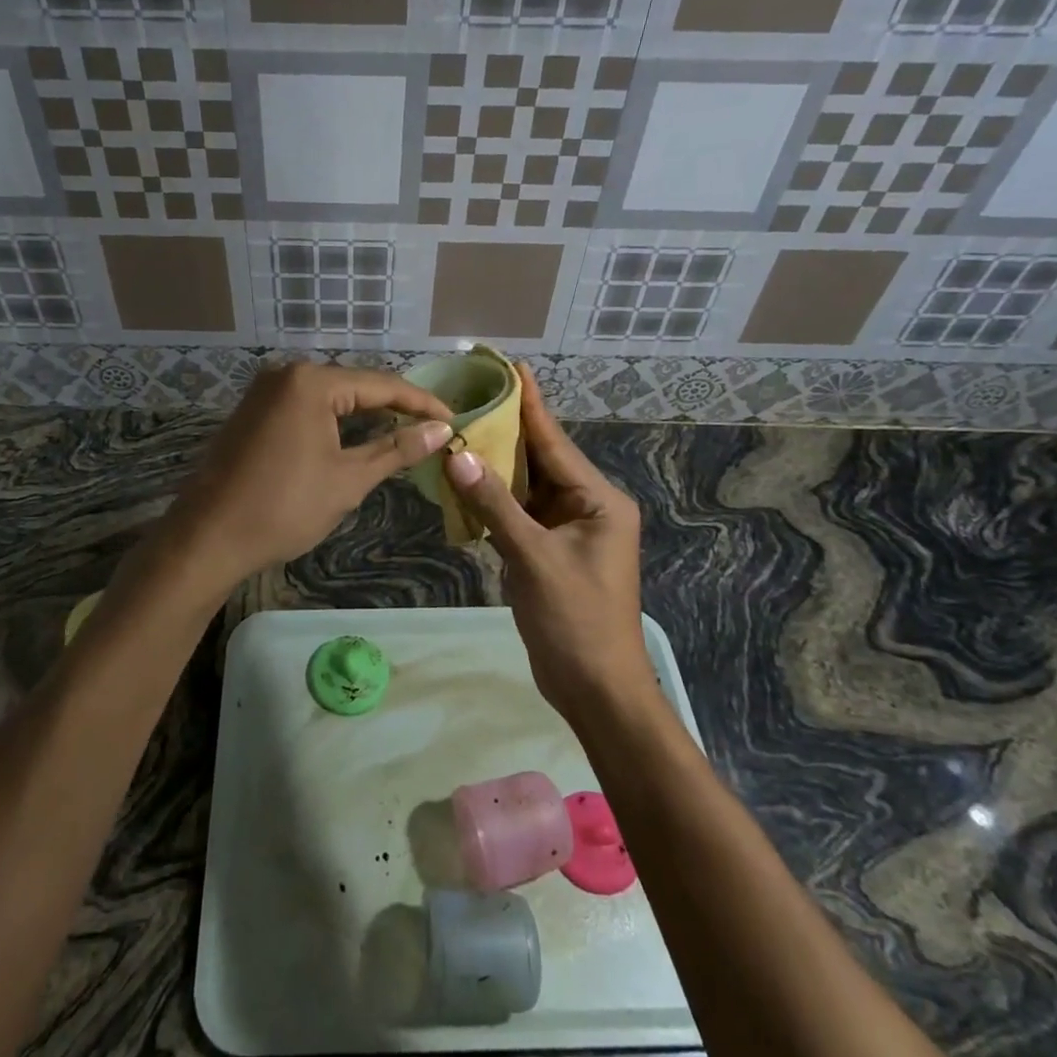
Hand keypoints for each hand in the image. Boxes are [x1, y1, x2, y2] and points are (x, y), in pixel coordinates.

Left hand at [163, 362, 452, 586]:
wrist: (209, 537)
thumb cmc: (284, 507)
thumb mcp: (348, 479)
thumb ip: (397, 449)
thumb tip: (442, 429)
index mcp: (311, 382)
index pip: (381, 384)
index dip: (421, 403)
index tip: (455, 419)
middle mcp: (286, 374)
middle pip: (355, 385)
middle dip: (394, 407)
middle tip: (433, 427)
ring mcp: (265, 391)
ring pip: (330, 397)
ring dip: (365, 415)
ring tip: (404, 433)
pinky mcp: (254, 411)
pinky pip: (306, 407)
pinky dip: (335, 421)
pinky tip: (358, 437)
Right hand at [442, 363, 650, 717]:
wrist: (596, 689)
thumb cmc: (576, 621)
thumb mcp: (534, 559)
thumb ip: (495, 505)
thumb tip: (457, 456)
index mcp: (599, 501)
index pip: (556, 442)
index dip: (531, 405)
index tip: (512, 367)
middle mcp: (587, 507)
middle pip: (541, 459)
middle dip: (506, 430)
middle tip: (472, 394)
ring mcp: (567, 531)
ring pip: (526, 487)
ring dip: (495, 465)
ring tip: (460, 428)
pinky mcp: (548, 552)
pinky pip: (518, 514)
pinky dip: (493, 499)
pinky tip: (465, 480)